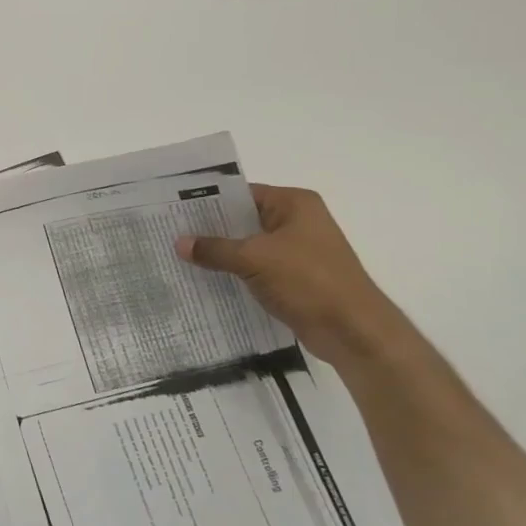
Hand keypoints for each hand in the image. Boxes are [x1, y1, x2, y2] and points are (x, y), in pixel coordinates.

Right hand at [175, 184, 404, 366]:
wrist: (354, 332)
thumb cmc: (309, 281)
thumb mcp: (254, 259)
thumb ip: (214, 249)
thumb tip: (178, 243)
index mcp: (294, 204)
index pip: (242, 193)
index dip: (208, 201)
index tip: (174, 209)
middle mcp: (298, 222)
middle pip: (243, 219)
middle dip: (210, 228)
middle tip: (170, 232)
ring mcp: (298, 251)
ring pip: (248, 246)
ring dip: (221, 253)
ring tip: (181, 255)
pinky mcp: (295, 278)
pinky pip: (256, 268)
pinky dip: (235, 272)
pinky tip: (206, 278)